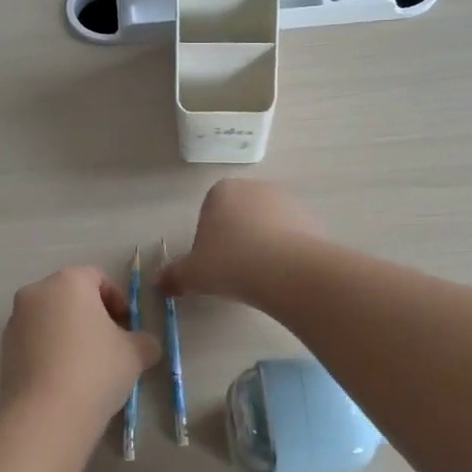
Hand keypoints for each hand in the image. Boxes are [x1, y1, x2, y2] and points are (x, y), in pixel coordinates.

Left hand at [0, 268, 160, 427]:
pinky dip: (51, 351)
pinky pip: (35, 341)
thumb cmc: (95, 370)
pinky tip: (65, 379)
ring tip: (87, 366)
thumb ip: (144, 341)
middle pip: (71, 296)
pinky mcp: (4, 350)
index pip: (98, 278)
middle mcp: (37, 292)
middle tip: (111, 344)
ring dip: (69, 334)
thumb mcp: (135, 353)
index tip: (127, 327)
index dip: (118, 300)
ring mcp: (15, 321)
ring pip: (50, 319)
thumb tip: (145, 345)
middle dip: (92, 316)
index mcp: (69, 281)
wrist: (46, 416)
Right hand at [157, 179, 322, 302]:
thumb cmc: (230, 263)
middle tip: (235, 273)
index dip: (208, 241)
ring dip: (263, 246)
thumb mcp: (193, 274)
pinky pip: (292, 237)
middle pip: (240, 217)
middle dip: (237, 241)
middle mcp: (255, 188)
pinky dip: (287, 253)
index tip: (213, 265)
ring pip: (267, 226)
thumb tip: (159, 283)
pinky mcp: (312, 219)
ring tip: (261, 278)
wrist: (287, 270)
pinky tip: (284, 276)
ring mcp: (287, 201)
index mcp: (222, 191)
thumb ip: (174, 275)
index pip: (209, 214)